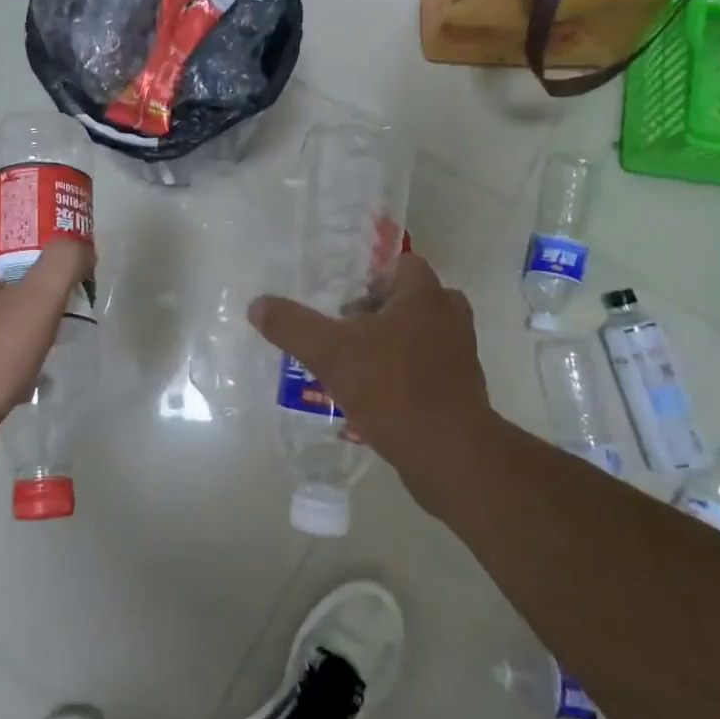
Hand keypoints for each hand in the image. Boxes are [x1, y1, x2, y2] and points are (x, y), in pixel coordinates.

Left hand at [0, 227, 93, 496]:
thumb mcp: (35, 301)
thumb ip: (62, 265)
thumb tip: (79, 245)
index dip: (2, 236)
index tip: (36, 249)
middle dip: (20, 282)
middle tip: (55, 293)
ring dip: (15, 322)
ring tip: (51, 335)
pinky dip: (6, 358)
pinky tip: (31, 375)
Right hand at [249, 253, 500, 516]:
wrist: (448, 452)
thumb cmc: (392, 388)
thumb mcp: (330, 353)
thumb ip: (292, 325)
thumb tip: (257, 304)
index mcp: (424, 297)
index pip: (403, 266)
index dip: (372, 278)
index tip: (344, 304)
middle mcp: (450, 318)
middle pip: (412, 301)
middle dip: (379, 313)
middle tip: (346, 332)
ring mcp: (460, 356)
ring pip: (421, 336)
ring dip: (391, 345)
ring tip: (355, 367)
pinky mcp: (461, 391)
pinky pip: (428, 370)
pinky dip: (404, 375)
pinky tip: (374, 399)